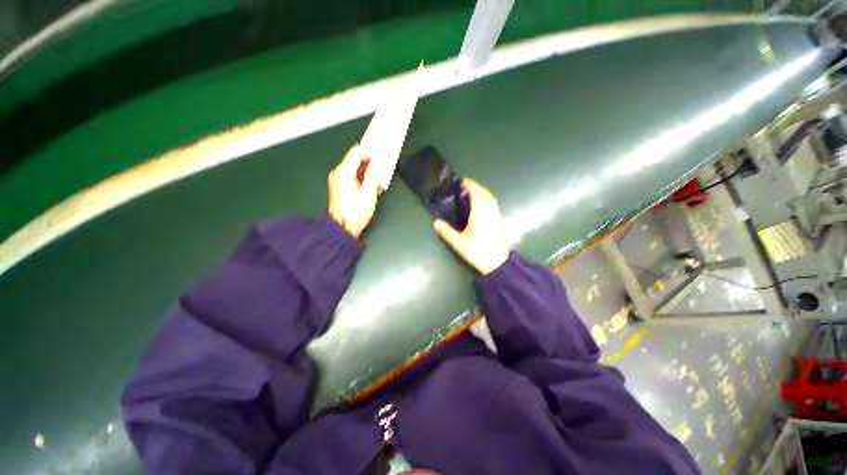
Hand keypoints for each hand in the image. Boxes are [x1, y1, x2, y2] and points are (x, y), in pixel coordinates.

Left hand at [328, 144, 379, 238]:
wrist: (343, 227)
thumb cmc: (356, 211)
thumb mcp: (369, 193)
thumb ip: (373, 175)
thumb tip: (375, 165)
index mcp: (344, 172)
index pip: (356, 152)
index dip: (368, 150)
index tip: (379, 151)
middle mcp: (338, 173)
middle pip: (354, 160)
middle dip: (369, 163)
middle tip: (381, 167)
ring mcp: (337, 180)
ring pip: (354, 169)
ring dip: (366, 172)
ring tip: (377, 180)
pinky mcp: (339, 188)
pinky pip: (351, 177)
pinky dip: (361, 178)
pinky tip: (370, 186)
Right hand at [433, 179, 509, 274]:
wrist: (498, 264)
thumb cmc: (478, 252)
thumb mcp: (459, 244)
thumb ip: (447, 233)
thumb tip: (436, 223)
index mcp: (480, 215)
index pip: (477, 195)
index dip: (471, 186)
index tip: (463, 181)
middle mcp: (490, 213)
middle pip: (486, 194)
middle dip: (478, 187)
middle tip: (467, 186)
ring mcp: (497, 217)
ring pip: (492, 199)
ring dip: (484, 192)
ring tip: (475, 193)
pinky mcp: (500, 223)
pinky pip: (495, 206)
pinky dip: (489, 200)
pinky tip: (484, 206)